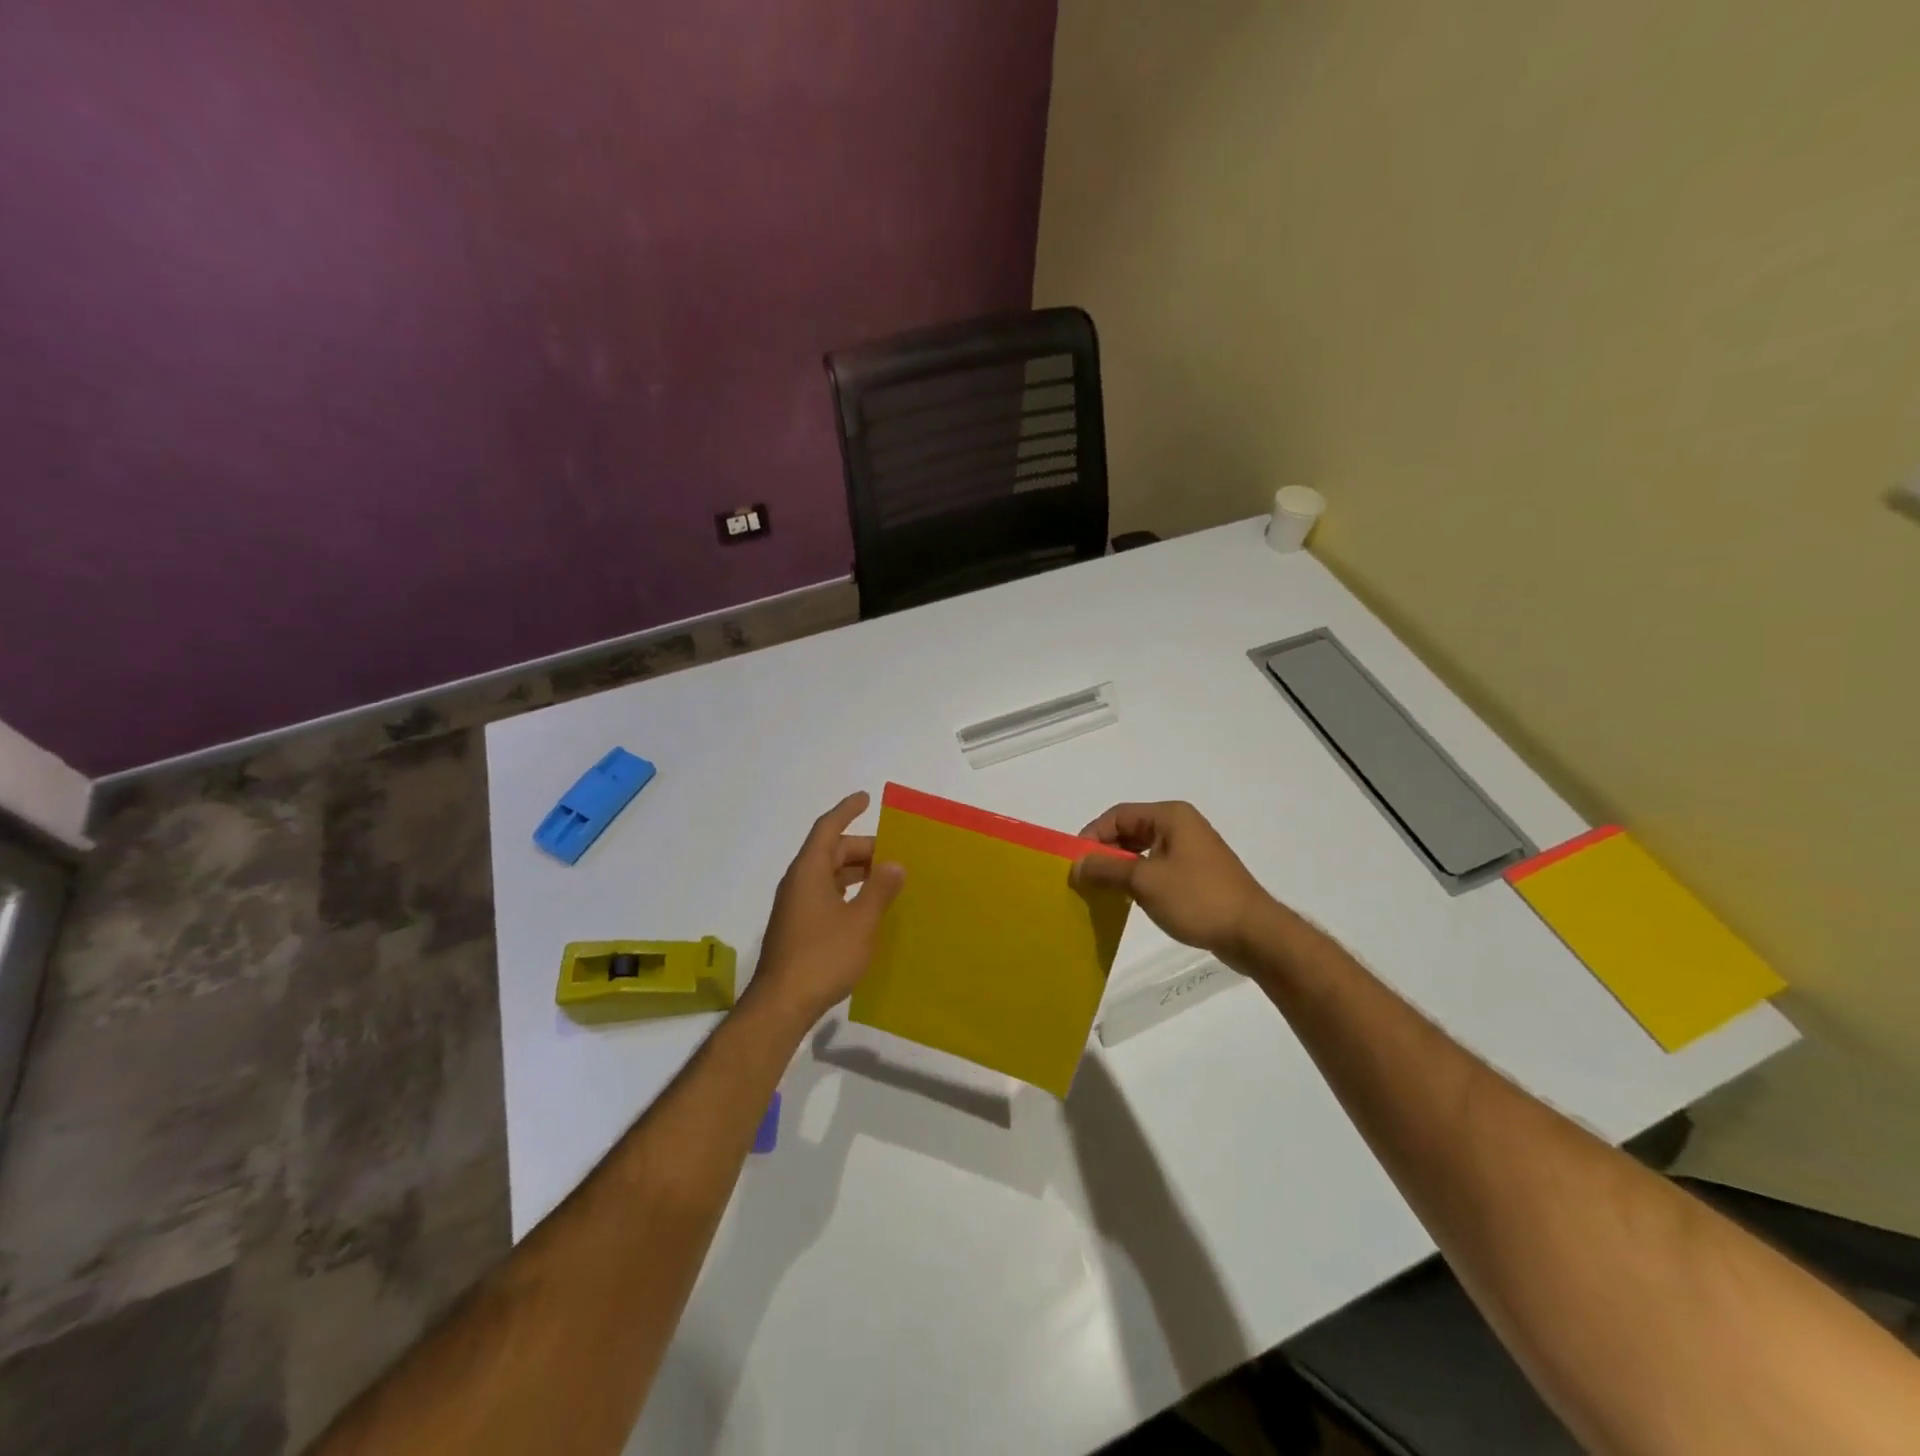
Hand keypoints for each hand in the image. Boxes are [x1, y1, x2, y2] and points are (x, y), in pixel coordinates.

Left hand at [753, 792, 904, 1022]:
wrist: (782, 1004)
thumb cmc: (823, 956)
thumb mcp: (861, 920)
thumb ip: (879, 889)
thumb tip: (894, 864)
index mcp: (809, 871)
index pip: (828, 828)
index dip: (846, 810)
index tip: (865, 798)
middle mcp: (798, 882)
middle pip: (830, 852)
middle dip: (861, 848)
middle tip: (894, 853)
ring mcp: (795, 907)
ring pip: (828, 876)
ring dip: (855, 873)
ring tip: (886, 879)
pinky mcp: (797, 928)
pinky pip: (825, 896)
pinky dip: (847, 893)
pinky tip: (867, 909)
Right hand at [1069, 801, 1272, 960]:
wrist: (1254, 934)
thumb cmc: (1197, 898)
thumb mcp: (1144, 882)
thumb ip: (1106, 869)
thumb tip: (1075, 864)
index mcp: (1170, 816)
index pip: (1118, 815)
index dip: (1092, 835)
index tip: (1074, 862)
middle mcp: (1181, 825)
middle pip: (1130, 830)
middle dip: (1105, 852)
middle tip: (1083, 878)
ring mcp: (1192, 850)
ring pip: (1143, 851)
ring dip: (1120, 868)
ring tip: (1101, 890)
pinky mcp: (1197, 874)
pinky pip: (1158, 868)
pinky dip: (1139, 879)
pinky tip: (1128, 899)